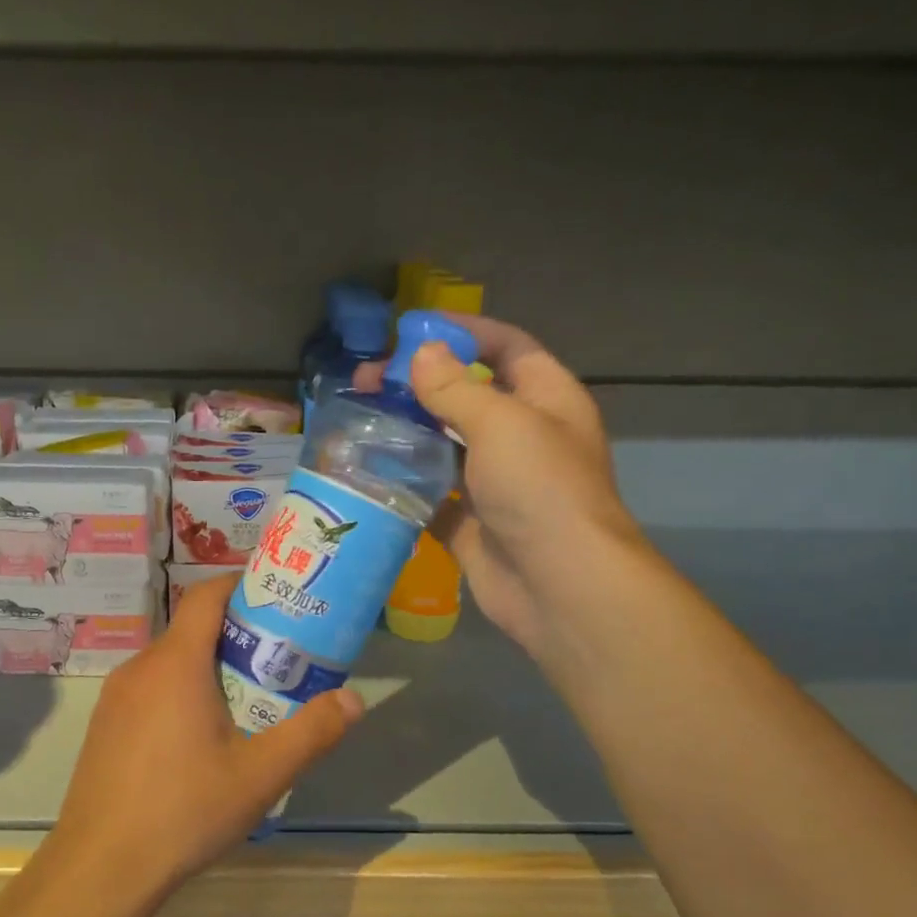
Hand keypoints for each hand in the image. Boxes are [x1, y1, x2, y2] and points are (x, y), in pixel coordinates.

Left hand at [48, 575, 362, 903]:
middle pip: (191, 631)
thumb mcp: (261, 775)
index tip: (276, 601)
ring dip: (207, 669)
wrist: (100, 867)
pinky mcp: (104, 726)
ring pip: (169, 664)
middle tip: (276, 662)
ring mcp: (116, 698)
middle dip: (235, 636)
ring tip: (245, 702)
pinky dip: (180, 694)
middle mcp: (140, 668)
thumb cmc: (184, 811)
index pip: (206, 596)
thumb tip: (354, 699)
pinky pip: (149, 691)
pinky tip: (198, 741)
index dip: (240, 586)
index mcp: (176, 663)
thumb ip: (312, 733)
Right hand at [354, 314, 644, 666]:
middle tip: (367, 384)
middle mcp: (522, 437)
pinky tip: (366, 474)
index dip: (465, 332)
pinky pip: (431, 496)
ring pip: (444, 447)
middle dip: (419, 386)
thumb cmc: (540, 489)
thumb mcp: (501, 423)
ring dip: (406, 434)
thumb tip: (422, 354)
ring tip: (358, 423)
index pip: (507, 347)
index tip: (413, 330)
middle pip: (466, 397)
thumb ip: (455, 388)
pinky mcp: (470, 524)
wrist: (559, 586)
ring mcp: (495, 484)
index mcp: (546, 400)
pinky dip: (404, 486)